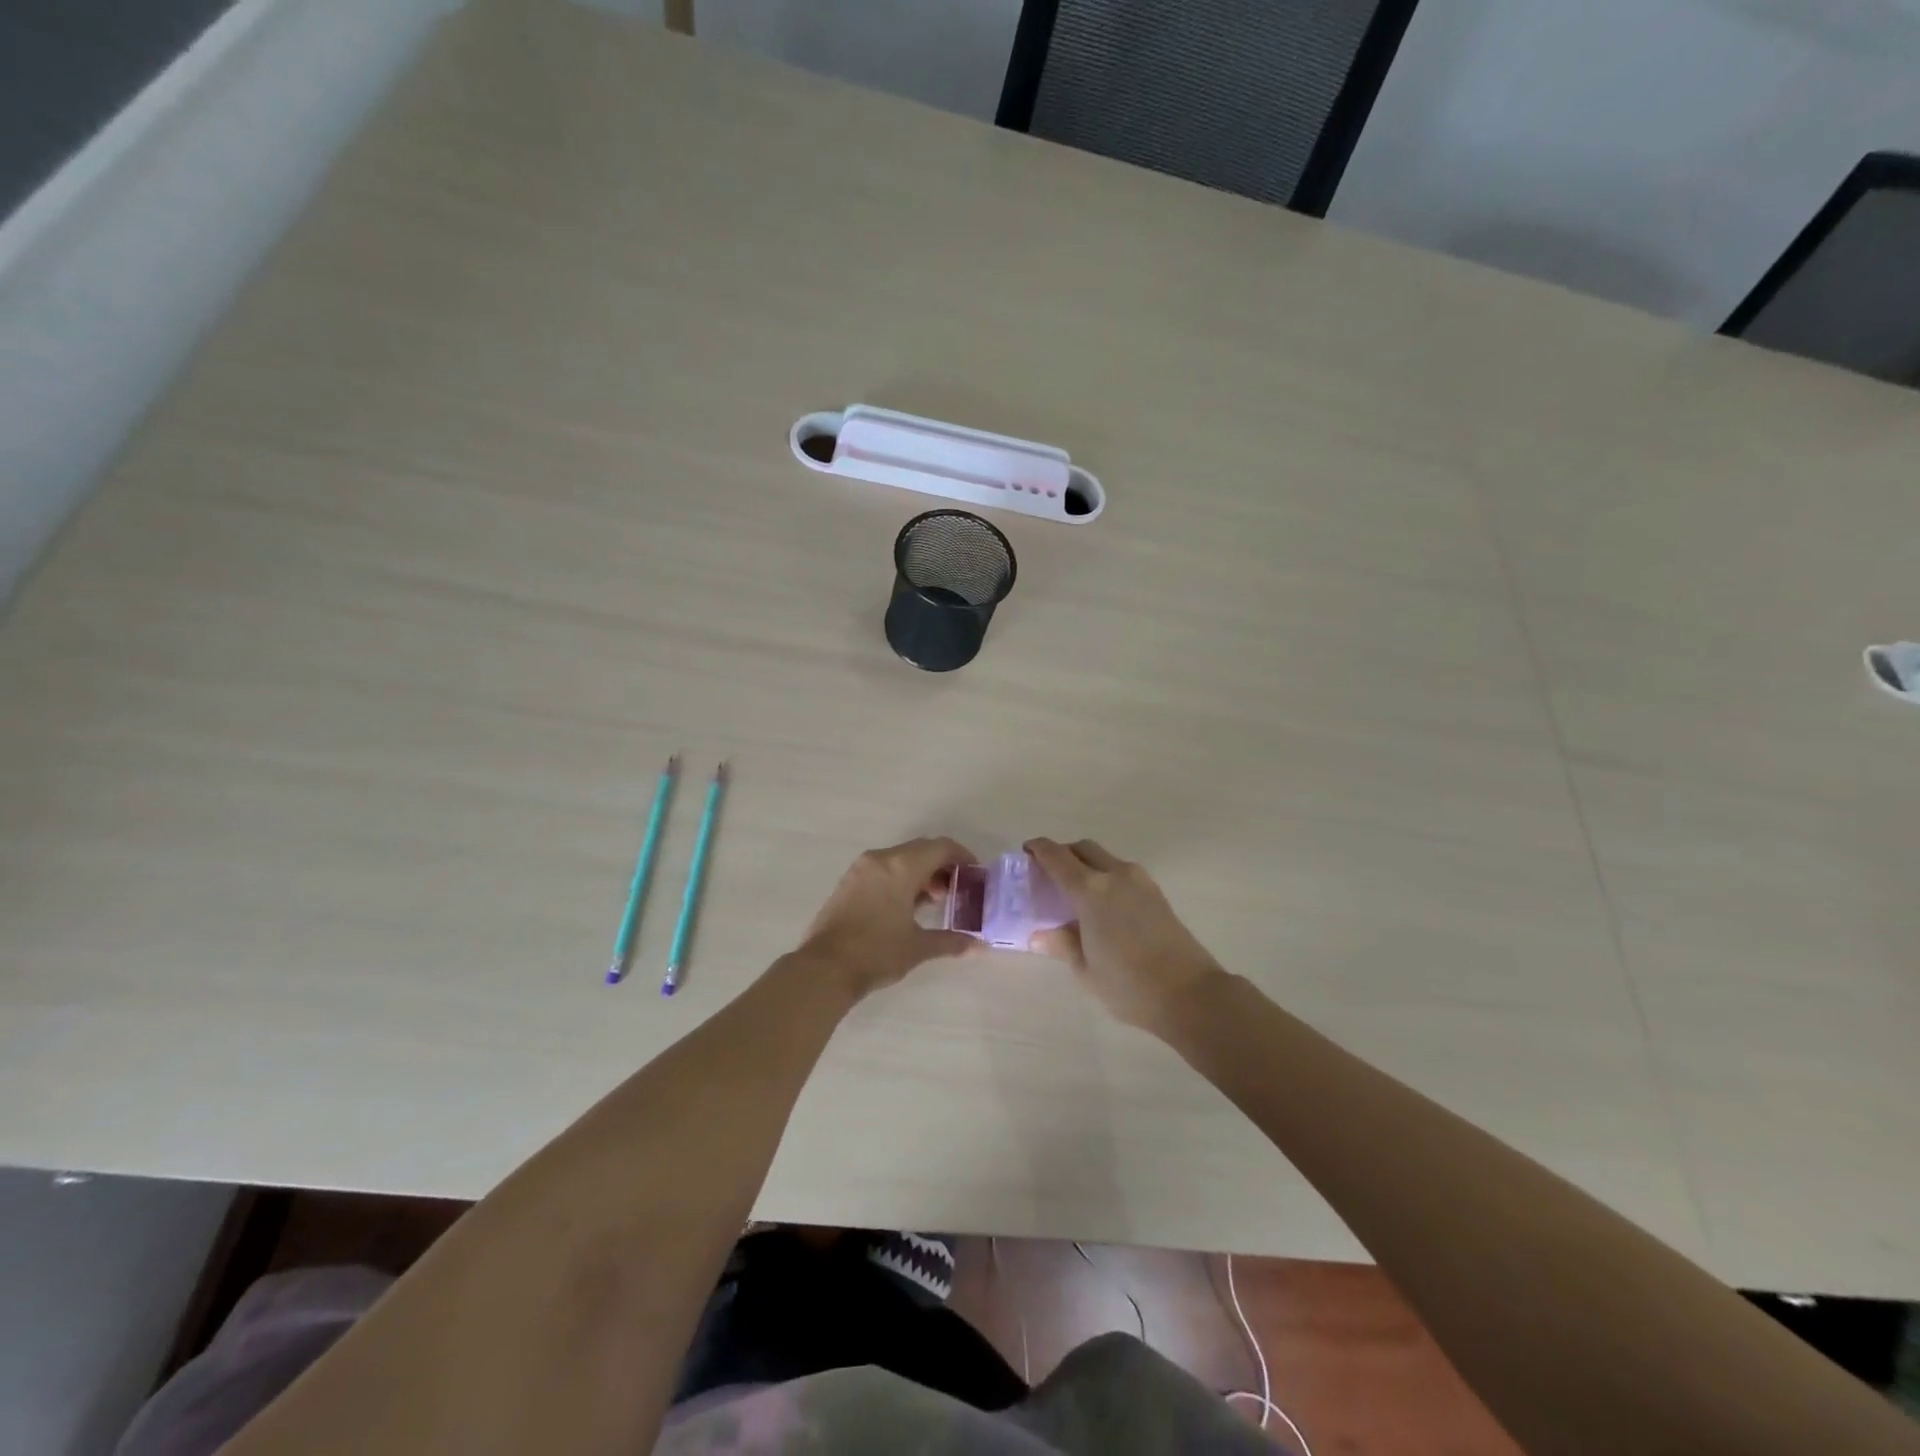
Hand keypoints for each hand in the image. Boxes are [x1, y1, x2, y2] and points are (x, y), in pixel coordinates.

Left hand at [798, 838, 979, 998]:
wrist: (824, 968)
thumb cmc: (876, 953)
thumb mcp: (918, 947)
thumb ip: (951, 941)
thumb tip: (980, 946)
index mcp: (901, 866)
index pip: (940, 847)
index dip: (962, 857)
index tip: (975, 874)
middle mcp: (881, 859)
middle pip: (921, 849)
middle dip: (942, 866)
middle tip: (957, 890)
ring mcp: (861, 869)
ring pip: (900, 858)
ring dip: (921, 872)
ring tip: (933, 901)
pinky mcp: (848, 882)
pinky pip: (883, 868)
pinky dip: (900, 878)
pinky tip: (906, 906)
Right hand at [1024, 838, 1226, 1032]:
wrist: (1190, 993)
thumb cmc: (1128, 984)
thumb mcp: (1085, 969)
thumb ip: (1061, 943)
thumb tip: (1040, 934)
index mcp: (1090, 890)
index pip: (1057, 857)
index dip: (1039, 849)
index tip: (1026, 852)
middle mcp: (1115, 875)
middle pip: (1083, 848)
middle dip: (1063, 853)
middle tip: (1048, 874)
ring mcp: (1140, 882)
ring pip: (1105, 858)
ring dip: (1087, 864)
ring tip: (1075, 892)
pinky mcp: (1157, 893)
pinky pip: (1122, 872)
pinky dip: (1106, 876)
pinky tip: (1102, 905)